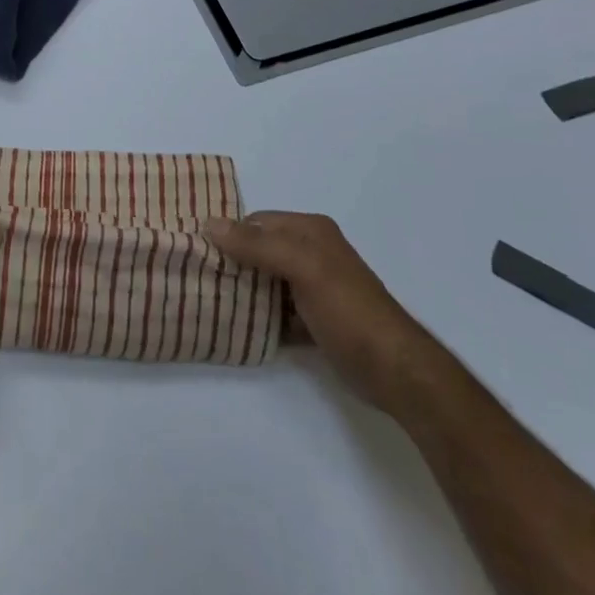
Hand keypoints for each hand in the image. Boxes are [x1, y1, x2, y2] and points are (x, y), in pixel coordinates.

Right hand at [204, 212, 435, 411]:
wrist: (396, 372)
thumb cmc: (349, 309)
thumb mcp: (303, 268)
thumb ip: (257, 245)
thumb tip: (209, 223)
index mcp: (310, 231)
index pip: (257, 222)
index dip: (229, 234)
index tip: (198, 251)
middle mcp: (312, 252)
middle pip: (260, 251)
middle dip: (233, 264)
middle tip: (199, 279)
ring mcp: (314, 288)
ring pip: (267, 283)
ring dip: (244, 292)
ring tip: (210, 303)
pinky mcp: (315, 321)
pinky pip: (278, 312)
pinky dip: (260, 318)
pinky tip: (238, 328)